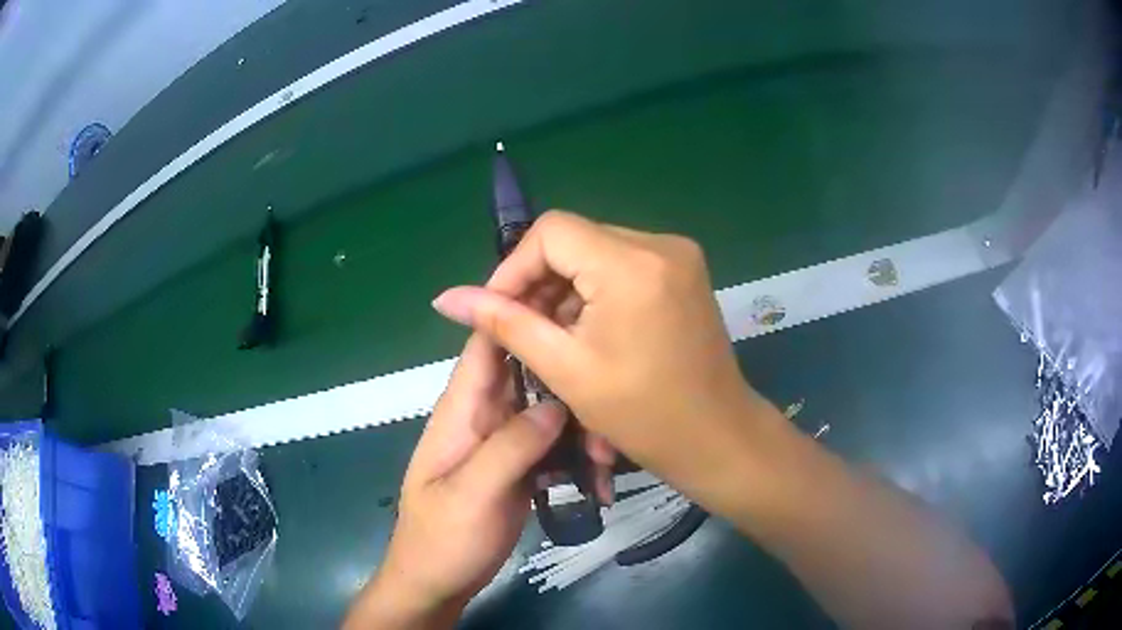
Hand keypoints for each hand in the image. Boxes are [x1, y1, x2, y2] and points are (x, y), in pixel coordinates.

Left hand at [345, 333, 607, 628]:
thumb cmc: (442, 538)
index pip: (488, 342)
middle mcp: (486, 415)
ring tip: (606, 462)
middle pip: (531, 374)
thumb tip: (559, 402)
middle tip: (610, 405)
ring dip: (581, 428)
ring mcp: (505, 442)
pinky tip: (597, 480)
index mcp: (462, 410)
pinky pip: (554, 445)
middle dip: (571, 380)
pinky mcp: (520, 466)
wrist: (436, 582)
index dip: (520, 310)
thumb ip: (511, 446)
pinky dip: (577, 456)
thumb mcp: (472, 494)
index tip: (571, 295)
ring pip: (550, 411)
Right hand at [432, 211, 782, 509]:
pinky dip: (595, 290)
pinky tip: (587, 330)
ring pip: (596, 251)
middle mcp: (660, 243)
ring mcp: (678, 254)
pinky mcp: (684, 270)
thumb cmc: (643, 415)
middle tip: (521, 330)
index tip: (497, 311)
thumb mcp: (565, 368)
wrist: (716, 437)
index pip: (551, 231)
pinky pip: (622, 263)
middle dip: (538, 281)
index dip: (514, 267)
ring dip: (565, 288)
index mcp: (631, 264)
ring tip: (553, 337)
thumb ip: (504, 322)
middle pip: (574, 239)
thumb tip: (447, 297)